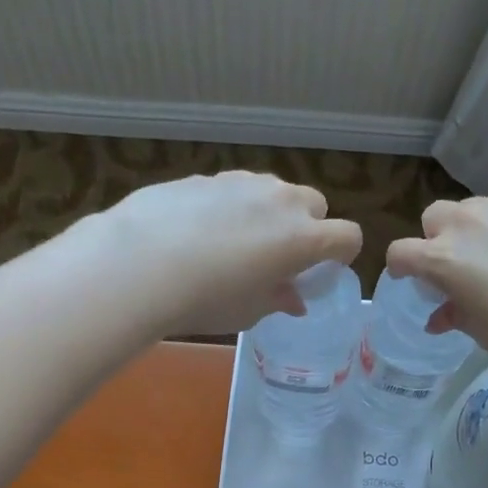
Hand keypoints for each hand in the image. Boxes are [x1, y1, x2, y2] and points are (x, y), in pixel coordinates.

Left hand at [96, 172, 362, 334]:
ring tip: (237, 242)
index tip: (321, 272)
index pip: (348, 236)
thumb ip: (278, 299)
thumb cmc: (205, 299)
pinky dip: (231, 206)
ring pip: (273, 191)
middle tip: (279, 257)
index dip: (341, 256)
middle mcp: (281, 201)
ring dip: (269, 212)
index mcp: (303, 238)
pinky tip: (199, 231)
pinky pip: (234, 189)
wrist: (139, 263)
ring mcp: (242, 182)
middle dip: (307, 227)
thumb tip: (293, 298)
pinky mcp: (206, 176)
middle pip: (315, 204)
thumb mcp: (248, 311)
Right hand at [386, 196, 487, 370]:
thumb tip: (440, 317)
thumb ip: (457, 317)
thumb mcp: (485, 332)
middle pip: (434, 216)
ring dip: (474, 230)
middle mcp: (469, 224)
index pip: (400, 253)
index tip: (409, 280)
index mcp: (443, 258)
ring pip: (475, 209)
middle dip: (435, 238)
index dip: (399, 268)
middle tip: (456, 267)